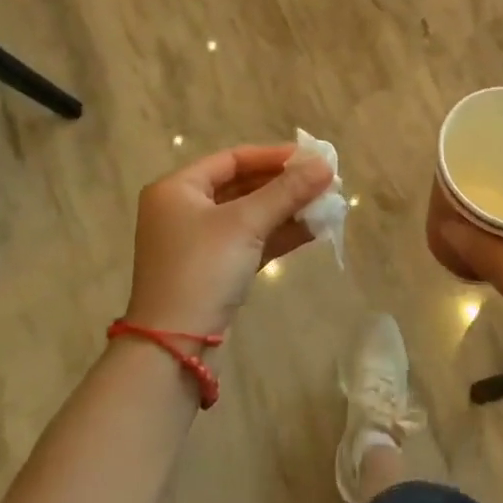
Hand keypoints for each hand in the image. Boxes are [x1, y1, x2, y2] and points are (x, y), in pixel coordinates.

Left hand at [126, 144, 333, 334]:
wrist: (175, 346)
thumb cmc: (203, 269)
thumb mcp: (246, 223)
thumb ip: (287, 191)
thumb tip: (326, 165)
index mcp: (177, 189)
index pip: (232, 159)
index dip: (274, 156)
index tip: (312, 158)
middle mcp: (183, 210)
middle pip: (242, 186)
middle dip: (285, 185)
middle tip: (324, 182)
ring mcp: (198, 242)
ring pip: (249, 215)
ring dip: (287, 210)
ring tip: (326, 204)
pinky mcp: (214, 270)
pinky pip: (250, 241)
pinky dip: (278, 235)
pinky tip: (313, 231)